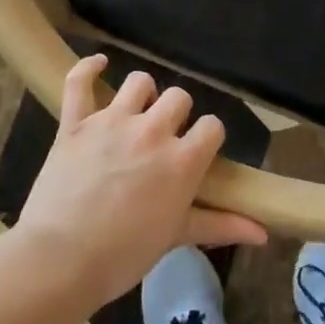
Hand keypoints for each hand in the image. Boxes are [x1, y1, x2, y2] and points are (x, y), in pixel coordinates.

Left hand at [15, 55, 267, 306]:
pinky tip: (98, 64)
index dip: (207, 137)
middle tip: (164, 138)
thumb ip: (221, 225)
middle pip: (179, 97)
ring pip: (139, 82)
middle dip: (177, 114)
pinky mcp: (75, 123)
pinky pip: (79, 81)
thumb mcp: (177, 237)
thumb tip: (264, 233)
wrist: (60, 260)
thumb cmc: (124, 255)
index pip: (212, 127)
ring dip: (142, 93)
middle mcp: (153, 131)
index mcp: (183, 160)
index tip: (198, 151)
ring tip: (136, 111)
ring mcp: (112, 122)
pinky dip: (88, 68)